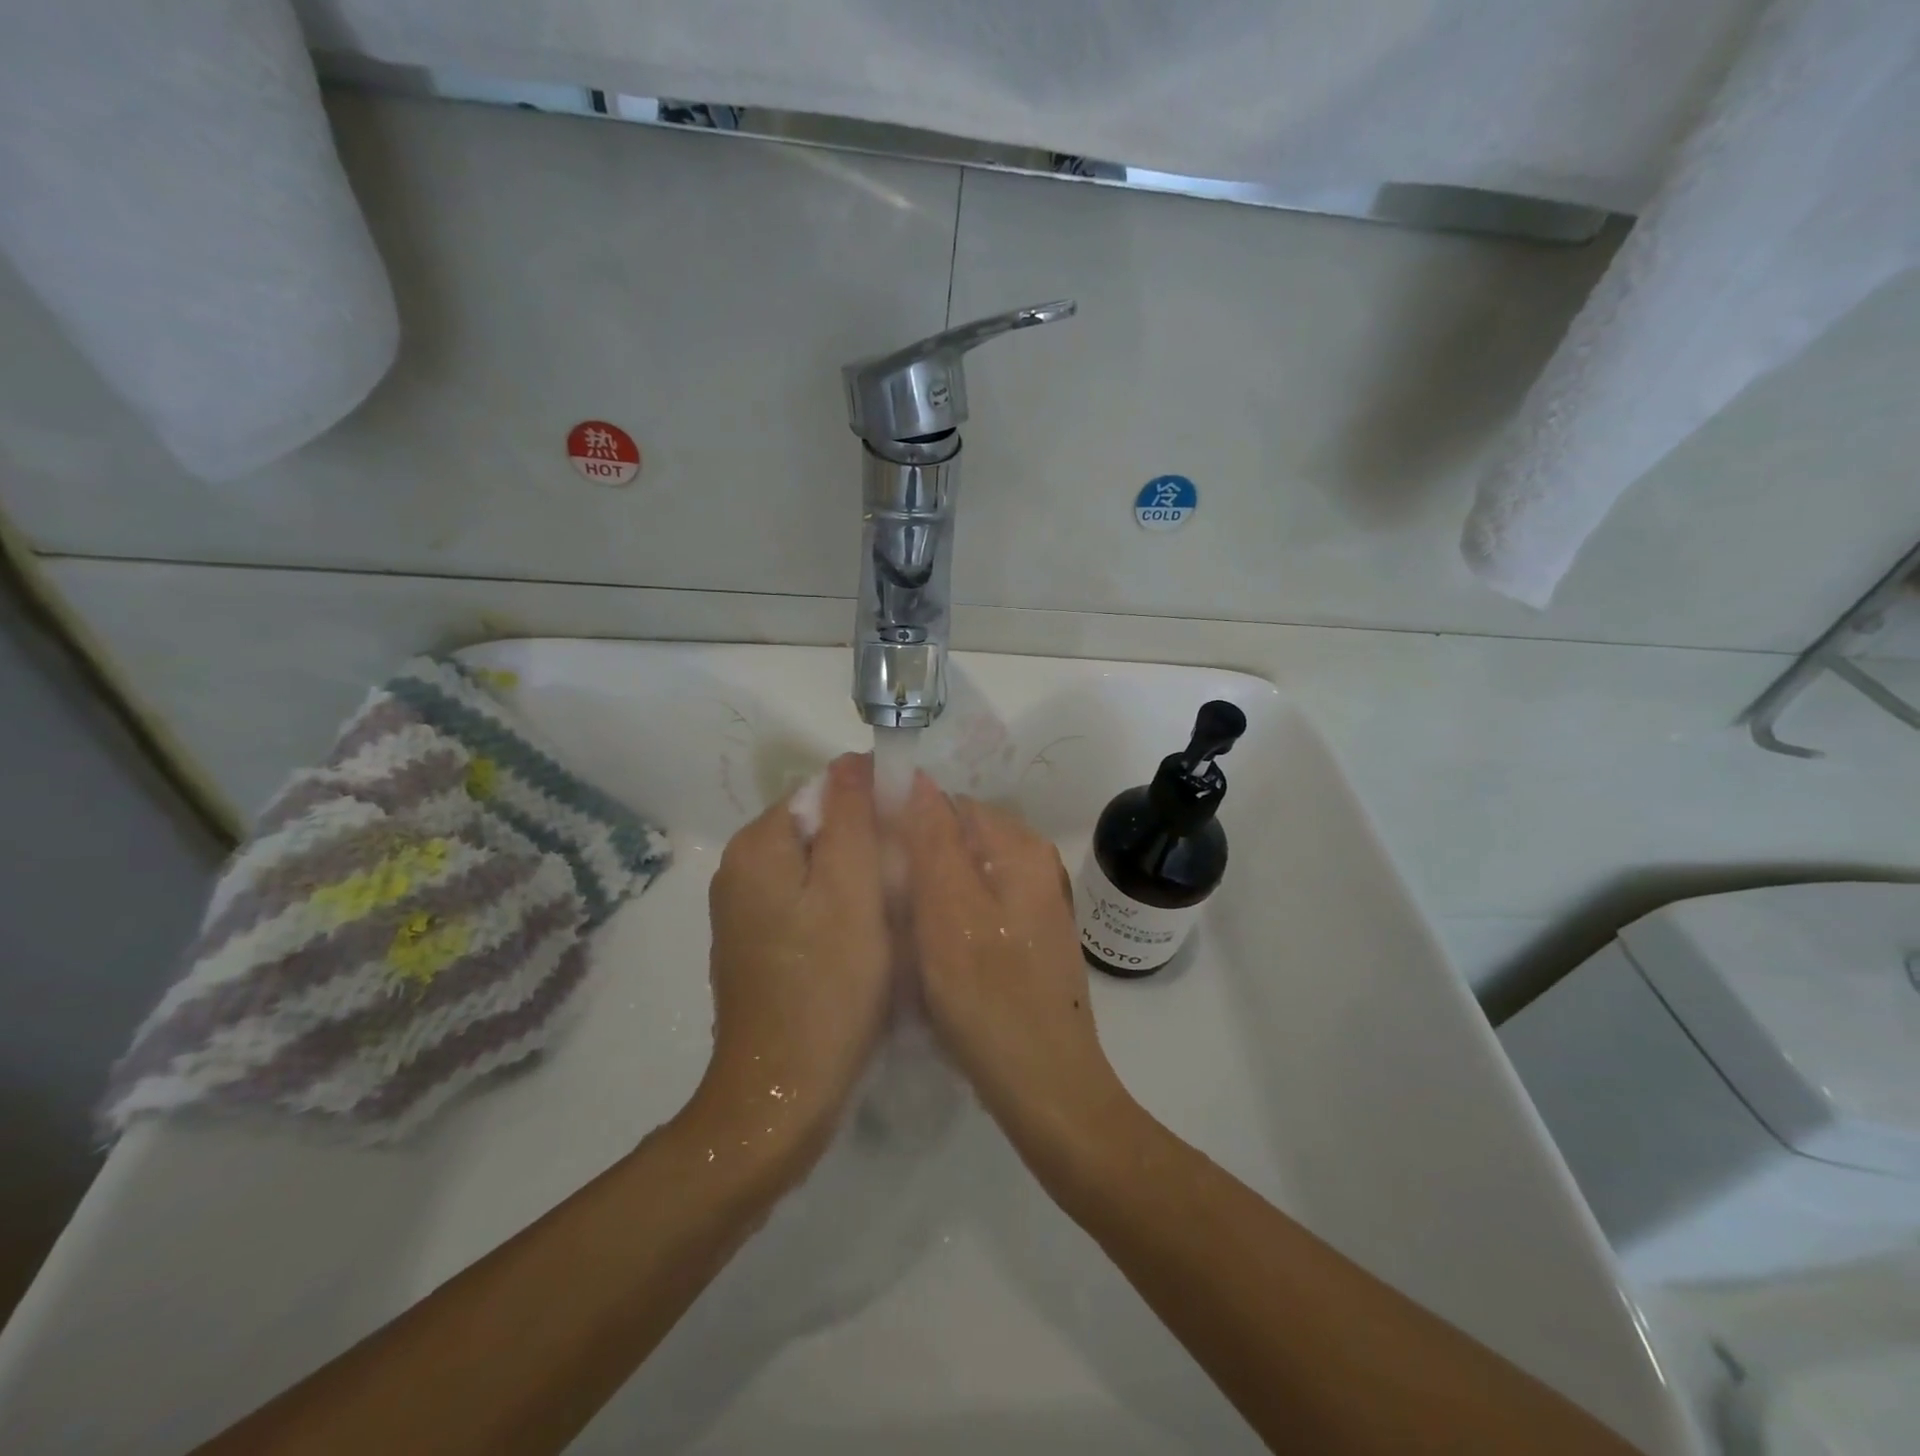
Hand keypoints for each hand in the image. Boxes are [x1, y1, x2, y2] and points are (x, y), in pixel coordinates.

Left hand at [690, 754, 891, 1177]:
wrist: (783, 1093)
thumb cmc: (828, 985)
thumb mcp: (853, 890)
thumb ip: (853, 817)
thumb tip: (853, 760)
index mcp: (757, 846)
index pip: (823, 791)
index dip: (873, 805)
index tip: (911, 839)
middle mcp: (739, 869)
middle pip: (818, 829)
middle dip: (867, 845)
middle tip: (908, 883)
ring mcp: (743, 911)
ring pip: (816, 868)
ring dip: (858, 880)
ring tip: (893, 914)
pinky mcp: (756, 945)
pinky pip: (806, 903)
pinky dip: (839, 910)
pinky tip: (866, 942)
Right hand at [900, 776, 1132, 1155]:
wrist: (1046, 1087)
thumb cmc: (989, 998)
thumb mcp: (948, 911)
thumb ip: (932, 840)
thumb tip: (916, 777)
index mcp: (1020, 848)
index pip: (949, 805)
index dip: (904, 822)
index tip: (869, 858)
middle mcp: (1033, 865)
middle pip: (958, 839)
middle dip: (916, 860)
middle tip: (880, 900)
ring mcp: (1033, 904)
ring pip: (963, 876)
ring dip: (927, 894)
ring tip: (898, 930)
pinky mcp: (1025, 938)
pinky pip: (974, 908)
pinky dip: (947, 920)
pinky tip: (927, 953)